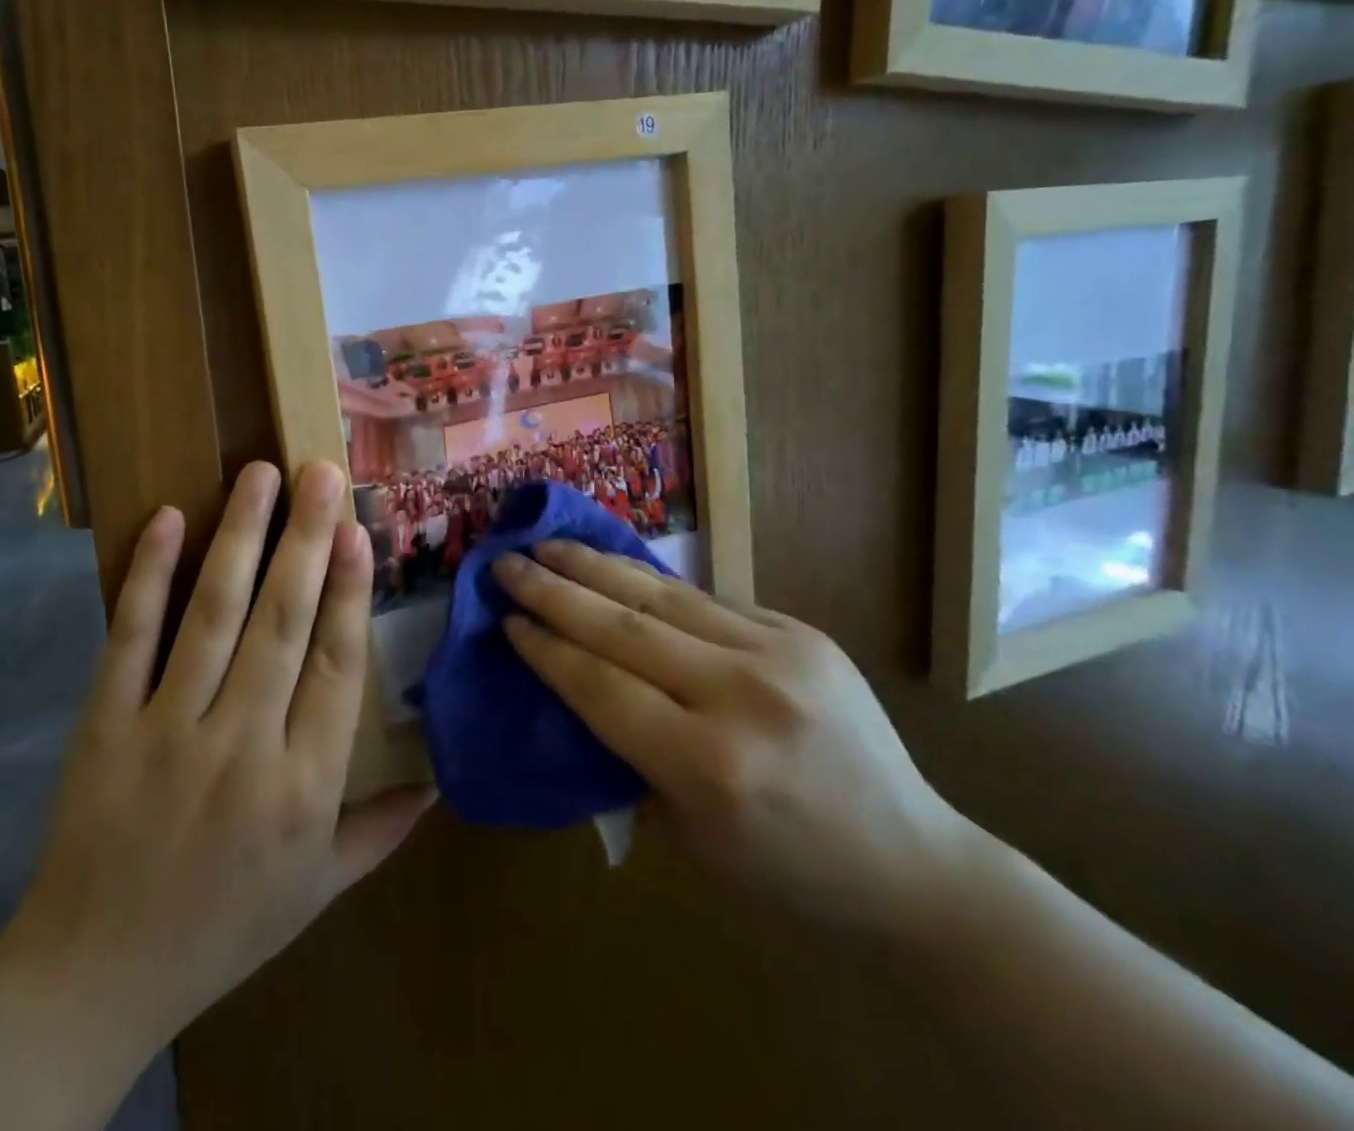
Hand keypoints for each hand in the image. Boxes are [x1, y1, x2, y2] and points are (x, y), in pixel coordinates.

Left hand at [10, 460, 433, 1047]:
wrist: (96, 974)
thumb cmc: (224, 927)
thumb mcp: (318, 891)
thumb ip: (381, 828)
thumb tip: (441, 781)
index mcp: (303, 787)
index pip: (336, 668)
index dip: (348, 592)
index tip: (358, 530)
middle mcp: (241, 746)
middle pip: (282, 623)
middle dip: (305, 540)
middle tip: (320, 472)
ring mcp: (167, 730)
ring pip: (213, 615)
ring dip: (240, 538)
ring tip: (261, 475)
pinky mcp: (104, 724)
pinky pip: (130, 638)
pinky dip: (150, 575)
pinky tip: (169, 519)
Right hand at [492, 542, 973, 932]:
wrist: (912, 866)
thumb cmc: (784, 874)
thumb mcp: (688, 835)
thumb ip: (627, 752)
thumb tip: (572, 679)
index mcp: (707, 765)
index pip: (600, 685)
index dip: (545, 648)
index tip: (506, 619)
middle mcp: (741, 695)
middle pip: (622, 626)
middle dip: (555, 591)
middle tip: (508, 562)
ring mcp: (779, 652)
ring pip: (662, 596)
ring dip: (596, 567)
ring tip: (549, 544)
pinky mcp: (801, 630)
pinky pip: (706, 599)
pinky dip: (651, 583)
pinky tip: (615, 565)